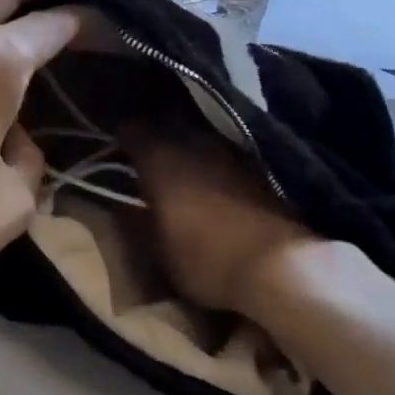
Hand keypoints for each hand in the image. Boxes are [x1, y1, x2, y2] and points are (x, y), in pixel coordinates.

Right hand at [124, 129, 314, 315]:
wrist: (279, 265)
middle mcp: (192, 143)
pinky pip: (223, 158)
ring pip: (197, 140)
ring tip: (180, 174)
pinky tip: (213, 187)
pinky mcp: (257, 169)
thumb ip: (135, 221)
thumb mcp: (156, 250)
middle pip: (166, 128)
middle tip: (146, 163)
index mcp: (160, 158)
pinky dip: (213, 168)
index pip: (131, 129)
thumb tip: (122, 206)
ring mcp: (228, 152)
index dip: (121, 138)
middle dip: (154, 142)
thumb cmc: (204, 258)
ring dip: (186, 153)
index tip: (115, 150)